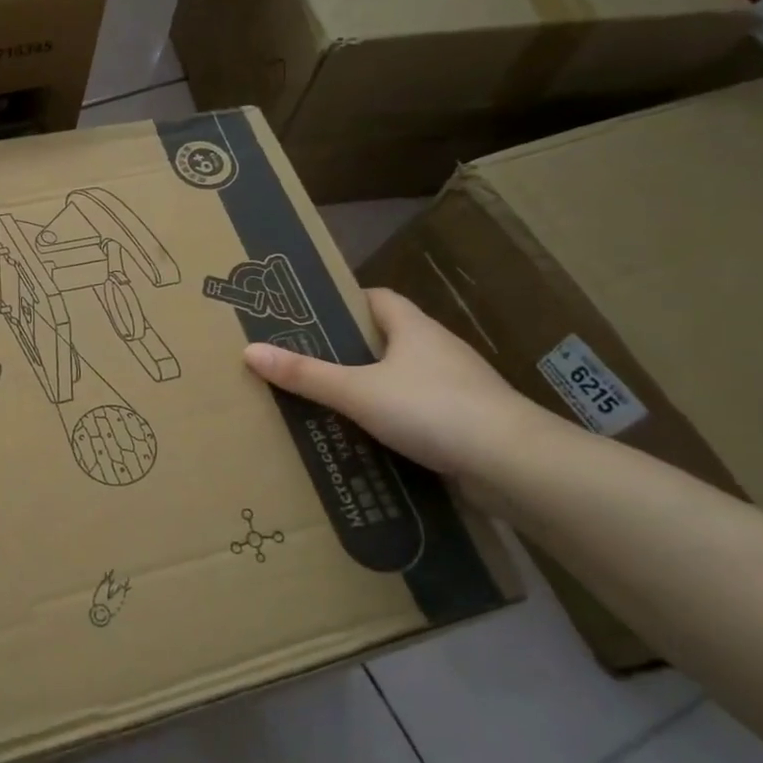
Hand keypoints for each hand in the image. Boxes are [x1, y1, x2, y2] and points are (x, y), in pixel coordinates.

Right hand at [243, 287, 554, 480]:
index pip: (377, 299)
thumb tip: (250, 350)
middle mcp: (437, 349)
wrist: (512, 463)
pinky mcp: (465, 420)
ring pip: (402, 377)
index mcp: (414, 328)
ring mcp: (456, 386)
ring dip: (371, 386)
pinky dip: (392, 418)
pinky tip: (368, 437)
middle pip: (387, 338)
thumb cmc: (432, 409)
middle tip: (305, 362)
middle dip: (349, 349)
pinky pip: (418, 410)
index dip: (345, 303)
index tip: (311, 317)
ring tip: (328, 401)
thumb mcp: (357, 391)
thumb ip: (306, 374)